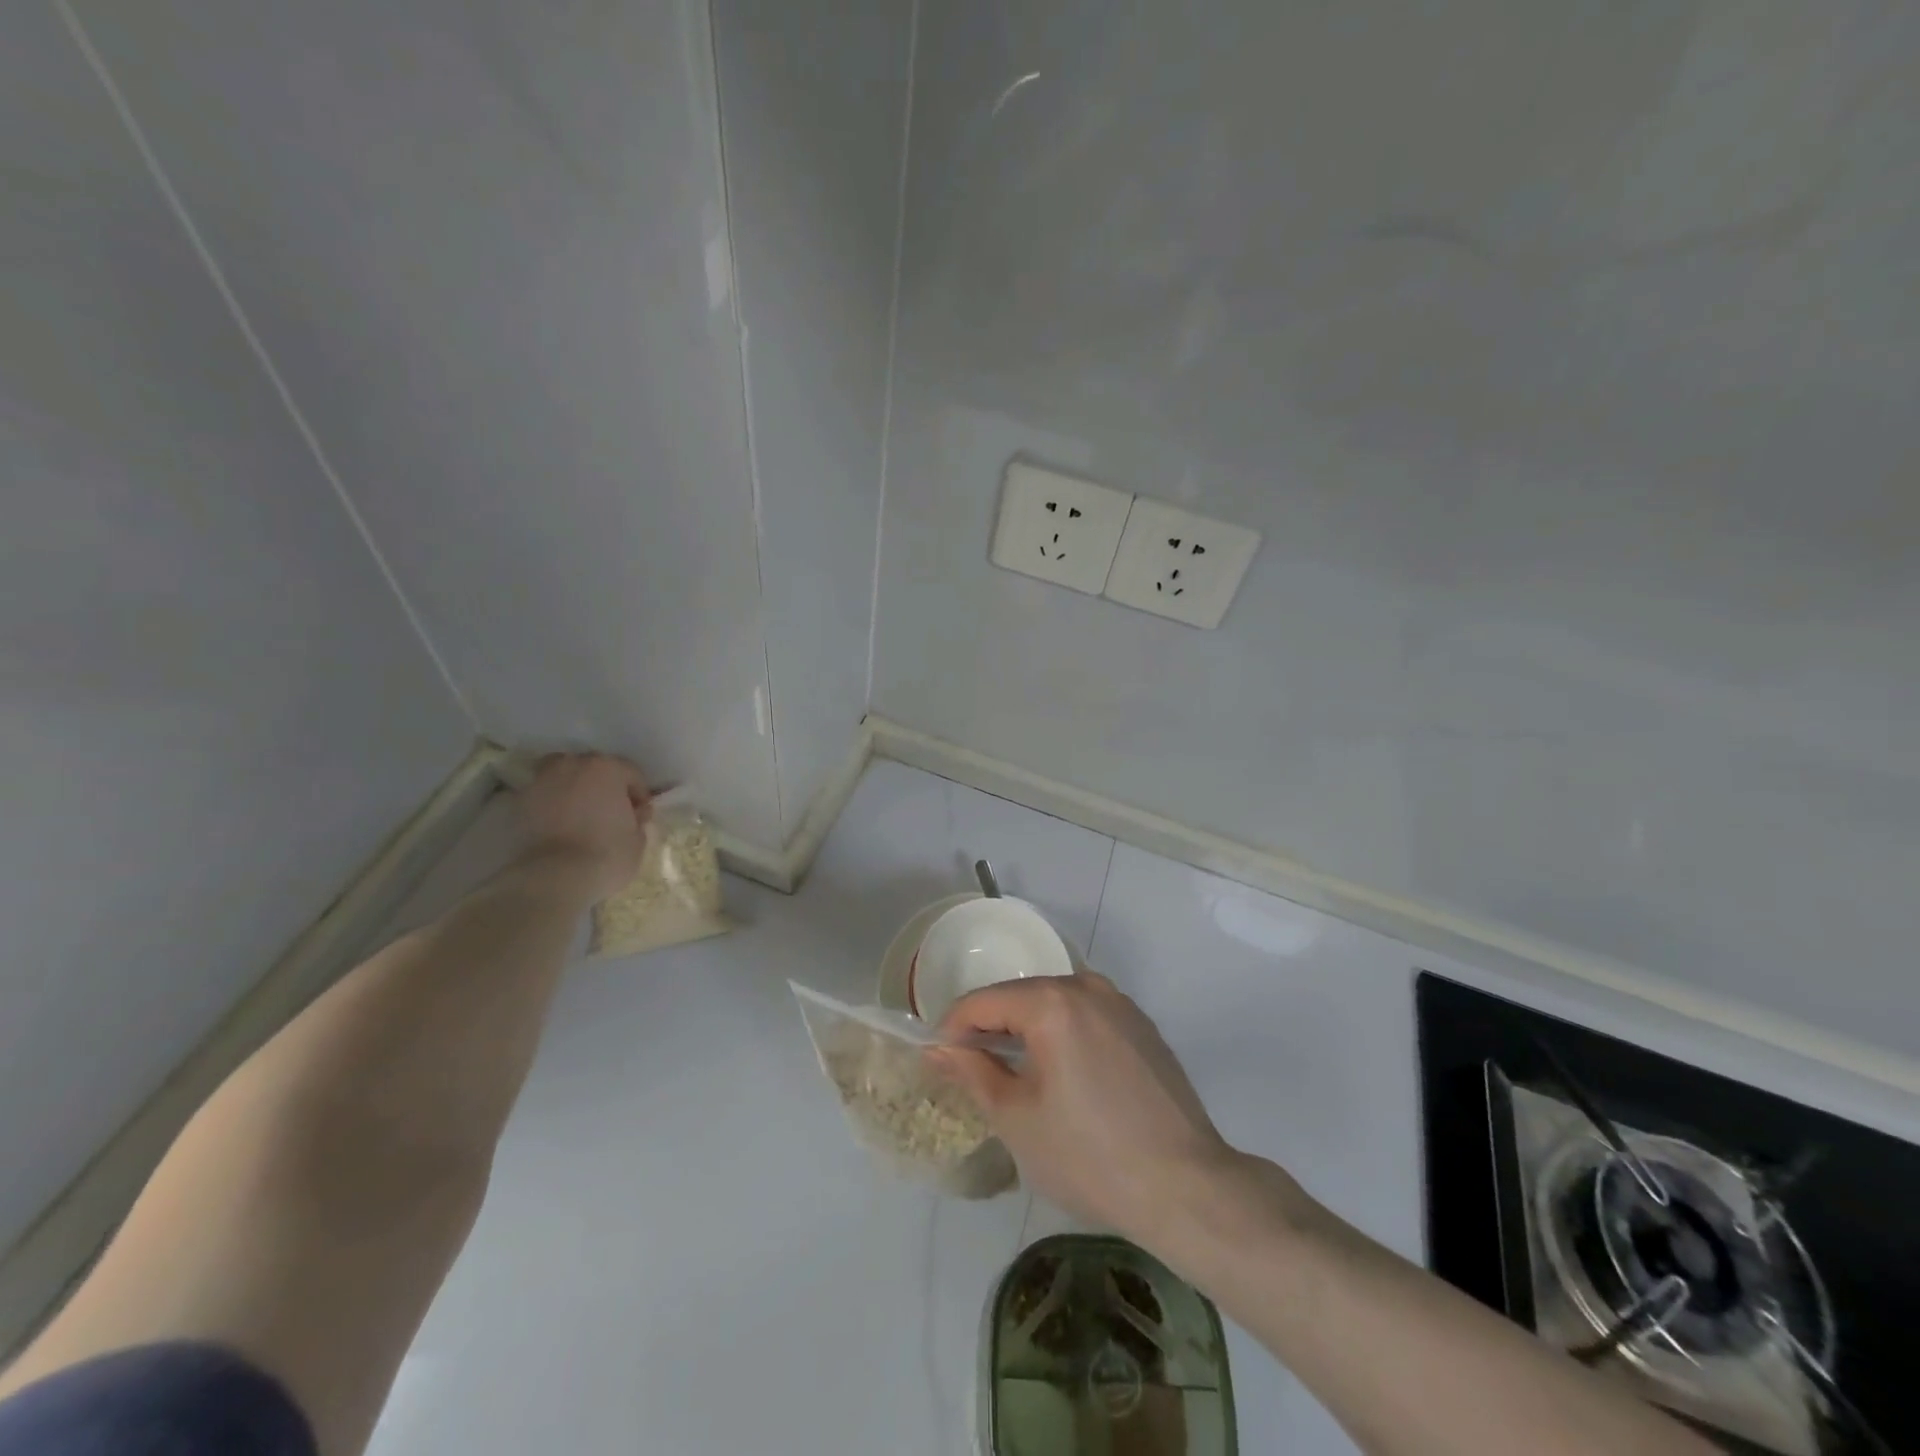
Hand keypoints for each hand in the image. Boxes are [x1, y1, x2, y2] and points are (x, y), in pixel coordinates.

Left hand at [515, 753, 650, 900]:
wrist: (555, 877)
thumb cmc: (607, 854)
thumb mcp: (638, 838)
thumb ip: (636, 818)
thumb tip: (631, 815)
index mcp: (607, 768)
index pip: (630, 773)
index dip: (639, 794)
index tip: (640, 816)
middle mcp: (573, 766)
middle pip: (593, 768)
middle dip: (604, 786)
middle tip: (610, 812)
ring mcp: (542, 782)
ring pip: (562, 775)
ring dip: (573, 788)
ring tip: (580, 812)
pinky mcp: (519, 803)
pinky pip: (543, 796)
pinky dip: (551, 804)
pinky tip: (559, 824)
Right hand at [934, 972, 1233, 1240]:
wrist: (1187, 1188)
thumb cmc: (1090, 1156)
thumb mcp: (1017, 1119)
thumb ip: (972, 1072)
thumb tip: (938, 1048)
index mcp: (1052, 1002)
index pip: (983, 1002)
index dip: (952, 1029)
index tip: (938, 1062)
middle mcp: (1087, 986)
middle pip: (1020, 997)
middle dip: (991, 1028)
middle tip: (973, 1072)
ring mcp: (1121, 1004)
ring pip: (1055, 1005)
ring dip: (1028, 1031)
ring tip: (1016, 1076)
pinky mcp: (1143, 1026)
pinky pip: (1087, 1017)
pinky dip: (1064, 1035)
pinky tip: (1066, 1078)